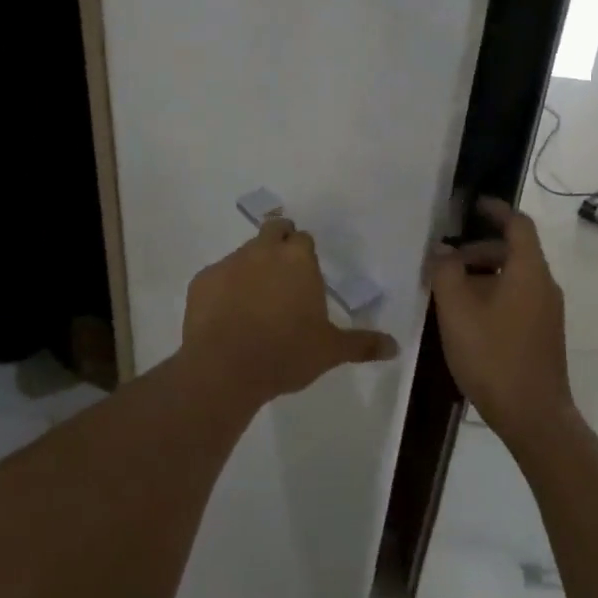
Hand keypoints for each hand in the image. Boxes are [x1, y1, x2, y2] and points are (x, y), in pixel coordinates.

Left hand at [182, 217, 398, 408]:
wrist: (224, 368)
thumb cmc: (286, 353)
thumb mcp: (330, 351)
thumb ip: (363, 344)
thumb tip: (395, 346)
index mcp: (298, 258)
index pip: (303, 238)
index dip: (304, 252)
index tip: (306, 273)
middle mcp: (264, 250)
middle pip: (274, 229)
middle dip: (279, 241)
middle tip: (282, 274)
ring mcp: (229, 262)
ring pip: (244, 253)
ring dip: (252, 266)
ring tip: (254, 301)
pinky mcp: (202, 280)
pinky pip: (217, 277)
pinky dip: (224, 288)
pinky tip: (226, 316)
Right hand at [430, 198, 576, 454]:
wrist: (534, 417)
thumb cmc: (493, 356)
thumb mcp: (457, 311)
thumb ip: (446, 273)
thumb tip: (441, 250)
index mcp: (529, 271)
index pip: (518, 224)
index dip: (497, 210)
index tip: (473, 205)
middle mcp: (544, 285)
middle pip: (514, 251)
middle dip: (479, 249)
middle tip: (446, 260)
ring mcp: (547, 312)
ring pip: (514, 276)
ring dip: (484, 274)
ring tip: (450, 291)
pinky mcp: (543, 334)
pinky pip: (518, 297)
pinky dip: (494, 293)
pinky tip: (468, 317)